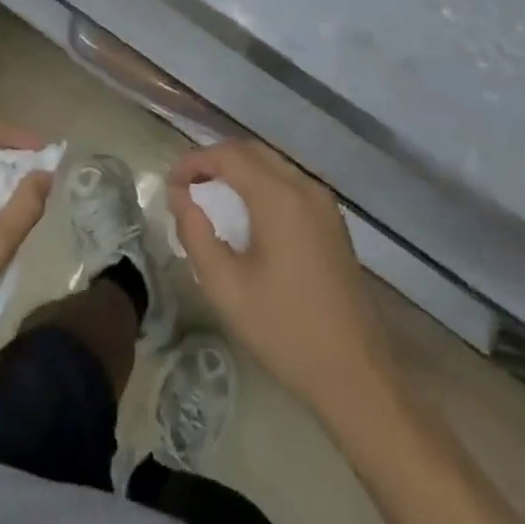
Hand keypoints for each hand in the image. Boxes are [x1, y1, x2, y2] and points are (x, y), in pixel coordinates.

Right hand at [169, 141, 391, 415]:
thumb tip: (179, 196)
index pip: (229, 155)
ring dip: (238, 170)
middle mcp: (304, 187)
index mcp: (280, 197)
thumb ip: (196, 234)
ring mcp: (323, 202)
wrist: (354, 371)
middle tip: (185, 185)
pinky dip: (260, 183)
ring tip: (208, 195)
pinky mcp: (332, 219)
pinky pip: (289, 182)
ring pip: (272, 164)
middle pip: (252, 152)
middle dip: (214, 160)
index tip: (170, 183)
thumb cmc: (284, 330)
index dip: (195, 161)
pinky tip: (245, 212)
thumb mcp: (225, 287)